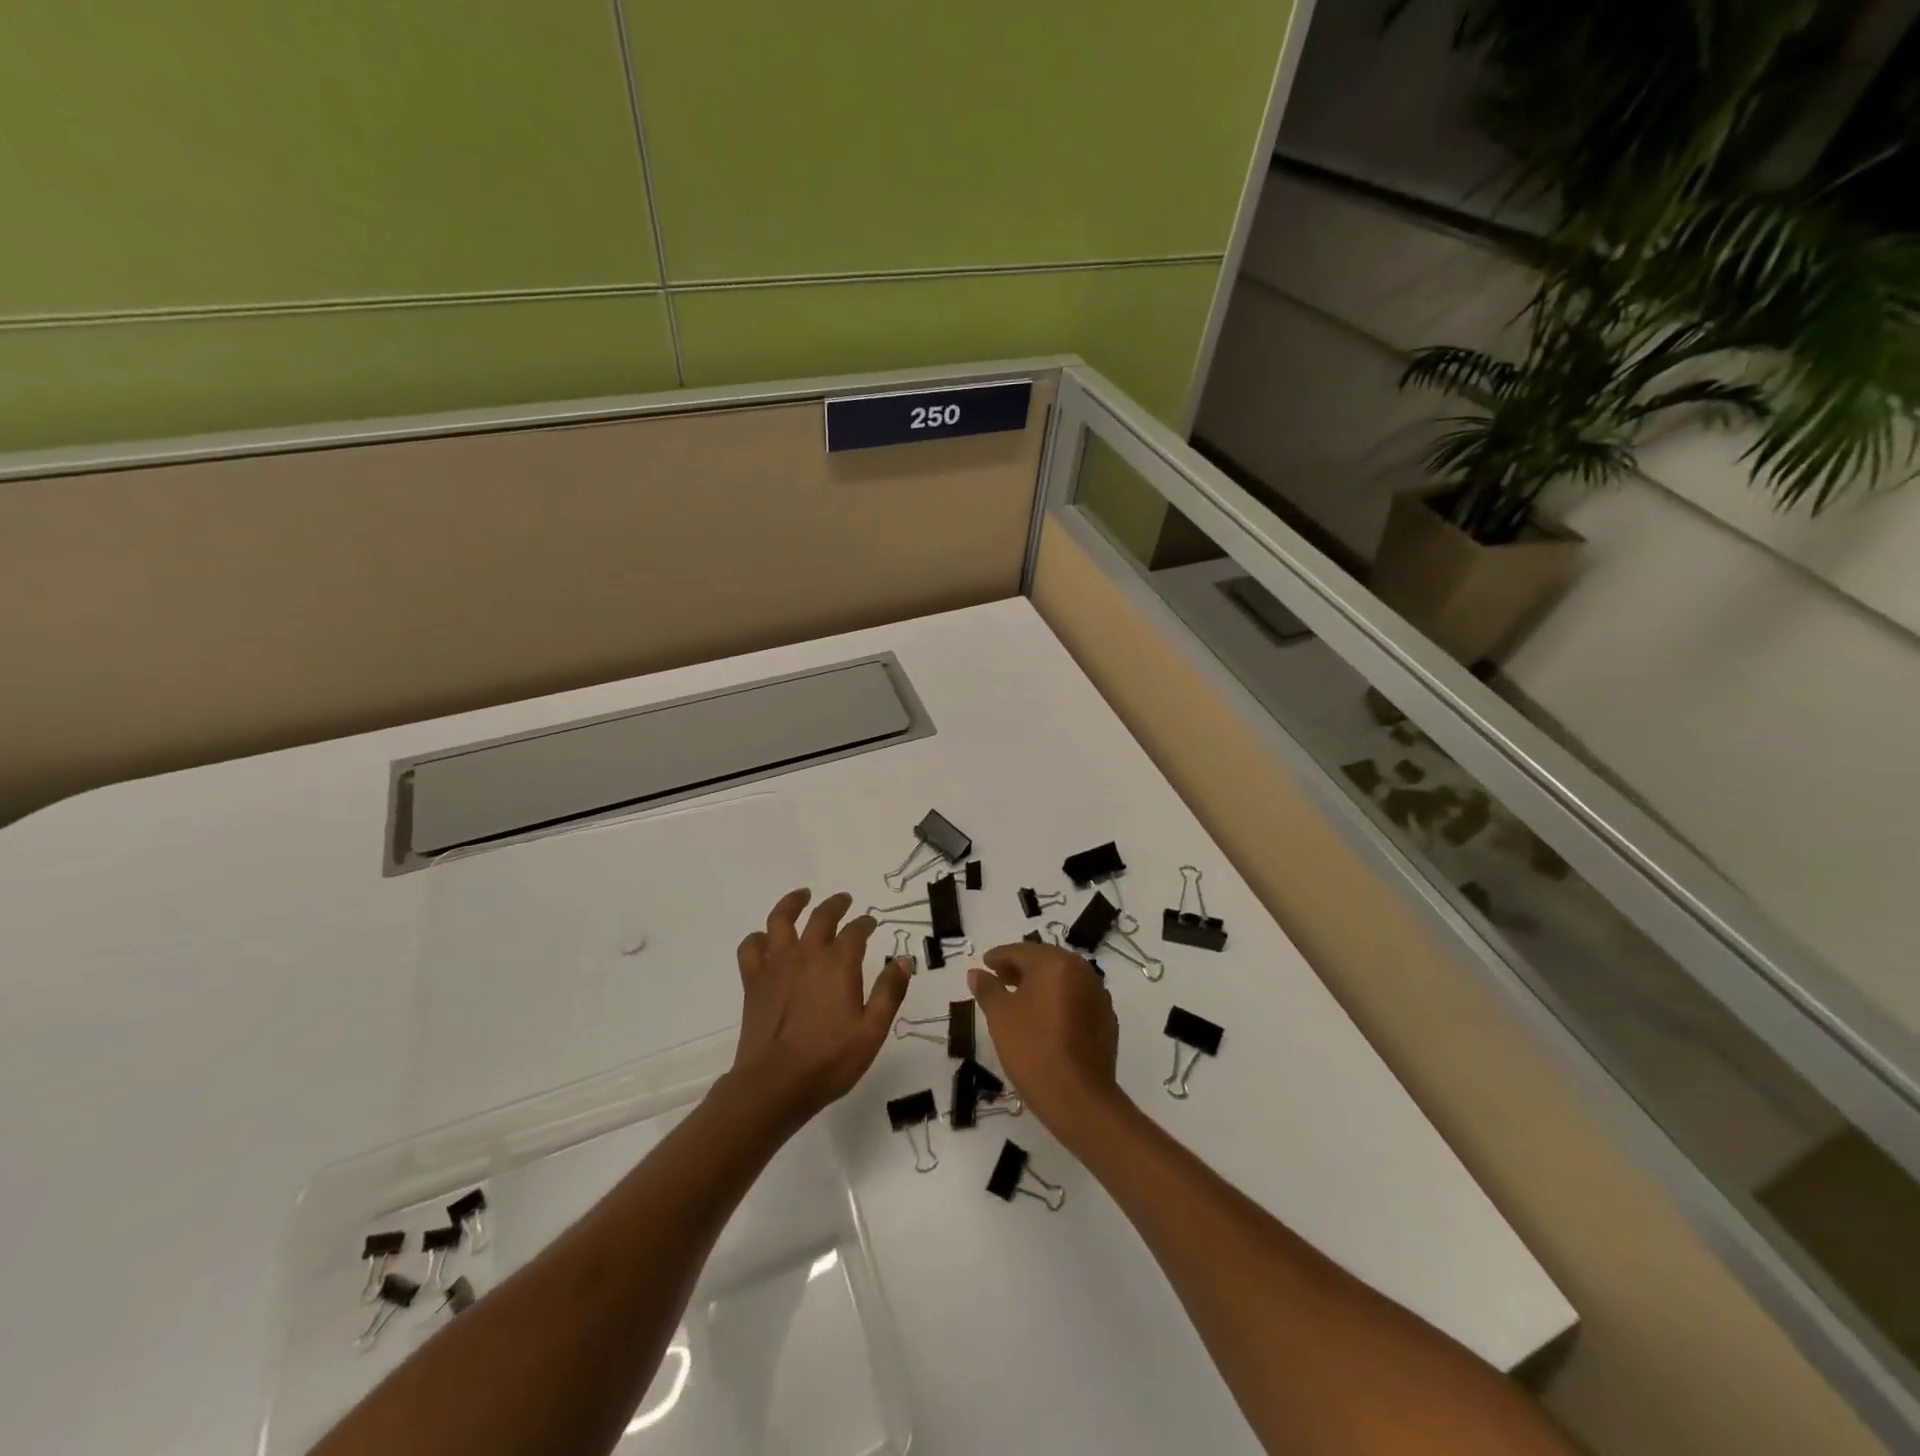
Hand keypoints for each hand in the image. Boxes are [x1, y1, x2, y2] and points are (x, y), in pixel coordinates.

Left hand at [730, 889, 912, 1125]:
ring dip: (793, 903)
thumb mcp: (872, 1031)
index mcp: (839, 963)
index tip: (871, 923)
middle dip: (836, 905)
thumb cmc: (829, 1060)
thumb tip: (903, 960)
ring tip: (802, 896)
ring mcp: (777, 965)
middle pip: (822, 916)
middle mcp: (807, 954)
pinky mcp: (754, 981)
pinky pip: (751, 947)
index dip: (865, 923)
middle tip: (845, 900)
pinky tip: (766, 939)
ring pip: (781, 919)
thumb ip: (890, 992)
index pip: (856, 931)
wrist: (774, 1084)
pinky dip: (759, 938)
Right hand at [969, 941, 1122, 1139]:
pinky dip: (1060, 1001)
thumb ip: (987, 988)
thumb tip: (976, 973)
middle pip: (1045, 960)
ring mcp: (1099, 995)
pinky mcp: (1107, 1019)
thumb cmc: (1032, 1049)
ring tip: (1020, 999)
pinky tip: (1047, 1019)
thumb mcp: (1000, 1017)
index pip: (1021, 951)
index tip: (985, 964)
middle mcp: (1082, 971)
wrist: (1078, 1098)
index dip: (999, 957)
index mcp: (1055, 963)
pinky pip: (1078, 999)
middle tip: (1000, 978)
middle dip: (1021, 967)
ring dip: (1042, 983)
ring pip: (1064, 979)